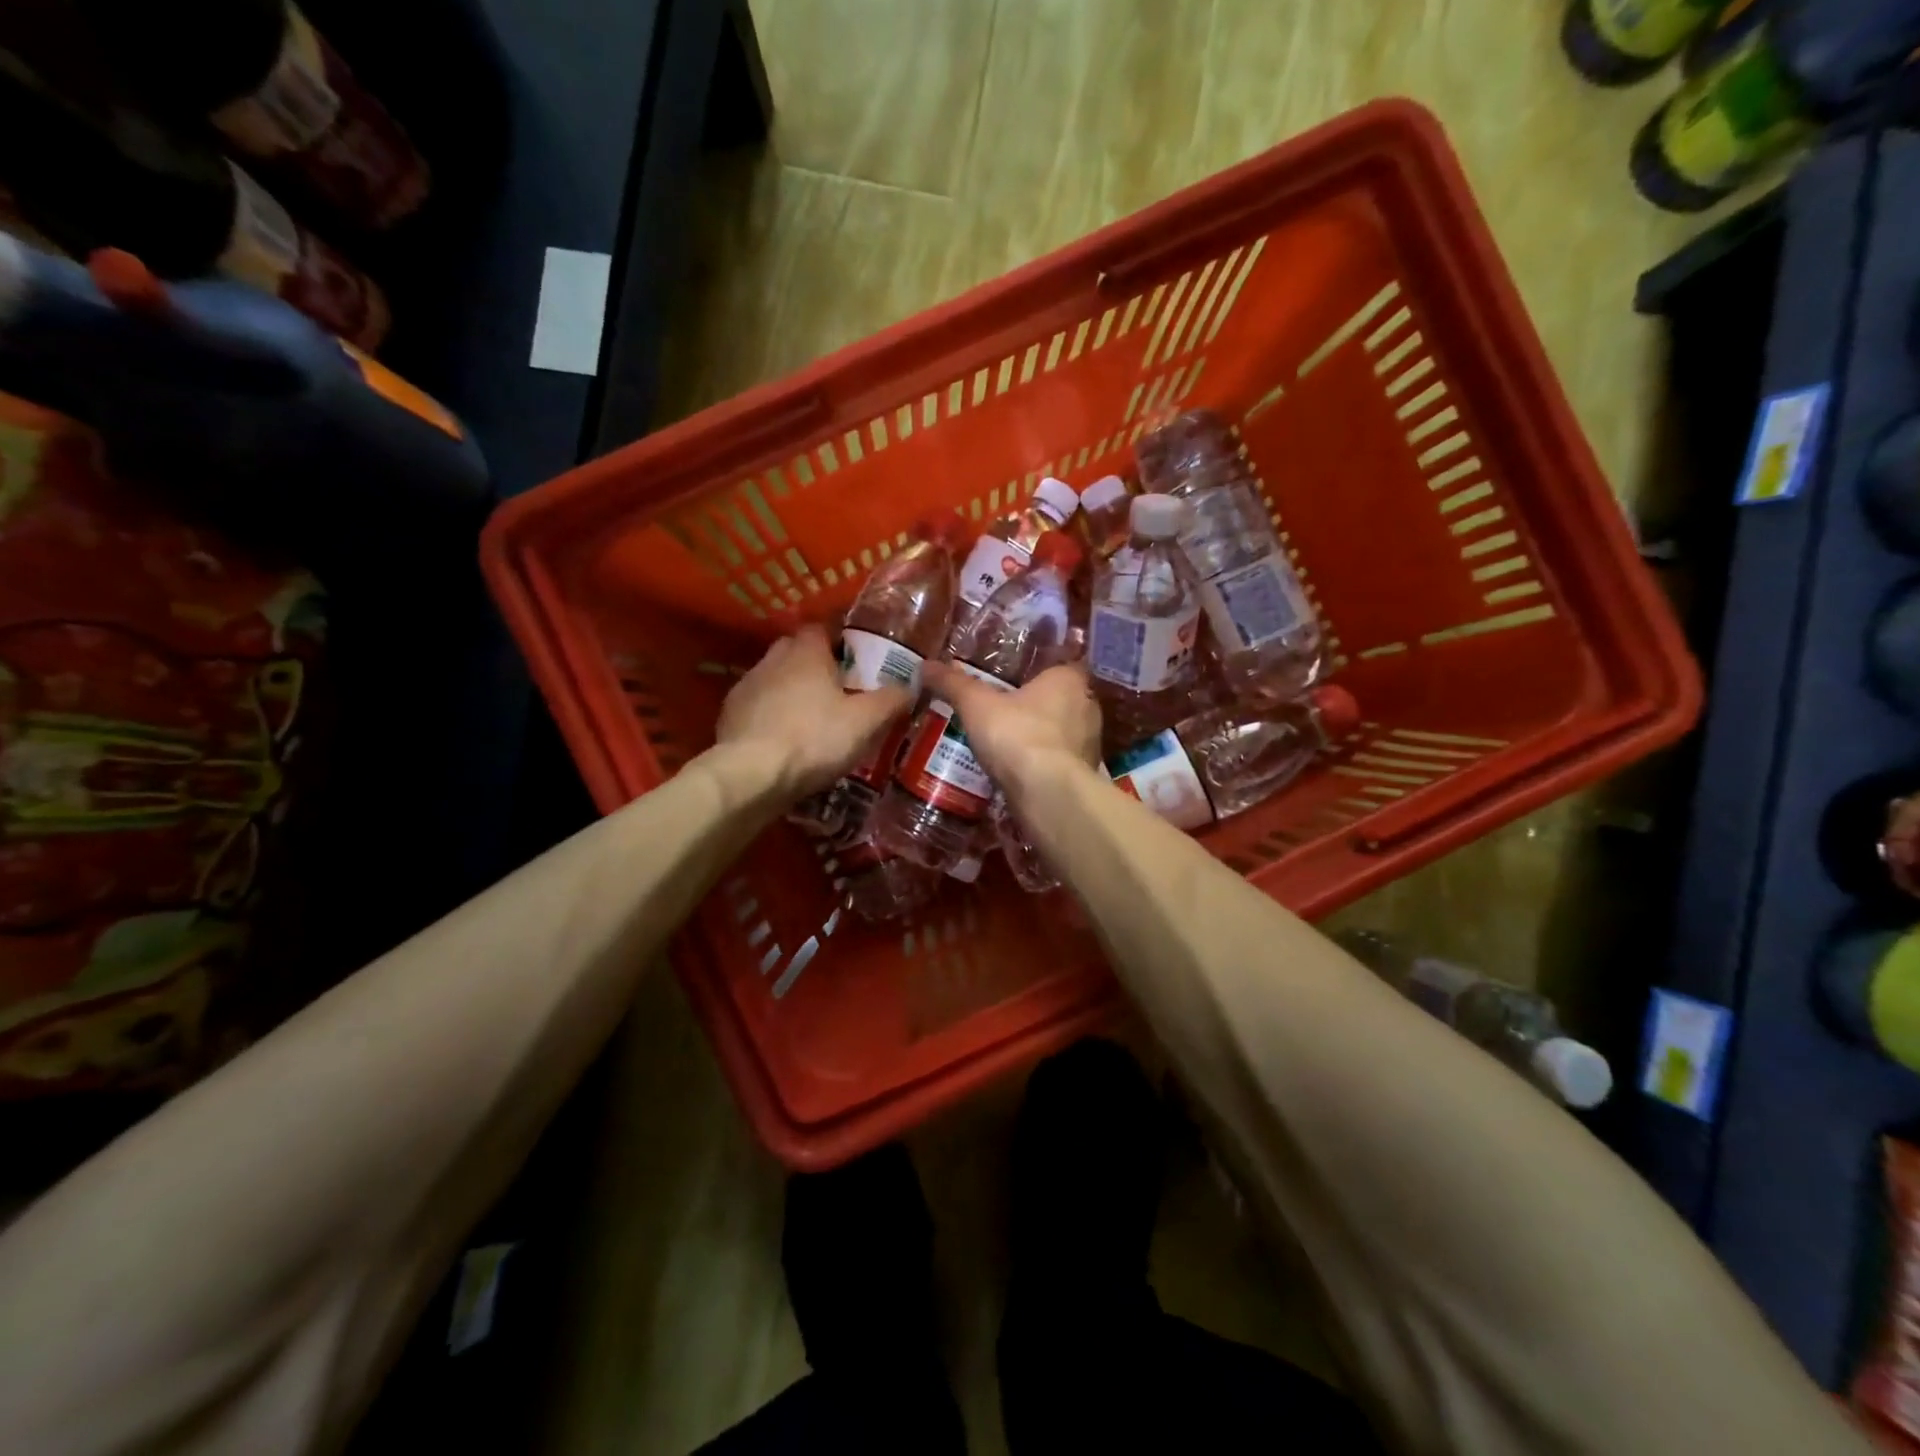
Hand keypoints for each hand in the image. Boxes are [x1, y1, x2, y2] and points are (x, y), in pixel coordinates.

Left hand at [716, 624, 911, 798]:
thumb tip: (911, 686)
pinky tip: (786, 740)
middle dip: (815, 664)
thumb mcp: (865, 722)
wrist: (751, 775)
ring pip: (775, 679)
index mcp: (805, 652)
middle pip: (796, 651)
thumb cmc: (814, 739)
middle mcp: (772, 660)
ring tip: (813, 718)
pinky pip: (758, 707)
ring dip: (792, 691)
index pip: (821, 628)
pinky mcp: (729, 716)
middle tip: (838, 689)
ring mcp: (746, 687)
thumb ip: (891, 700)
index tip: (856, 659)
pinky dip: (772, 716)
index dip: (839, 640)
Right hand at [922, 660, 1101, 792]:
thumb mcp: (976, 705)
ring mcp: (1089, 744)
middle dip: (1037, 705)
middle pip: (1061, 700)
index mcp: (1069, 680)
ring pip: (1062, 733)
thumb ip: (953, 684)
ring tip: (1008, 742)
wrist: (1048, 794)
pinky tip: (1019, 771)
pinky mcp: (1083, 776)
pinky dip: (1043, 764)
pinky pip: (1059, 762)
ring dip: (1041, 737)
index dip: (1039, 671)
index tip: (1015, 679)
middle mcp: (1087, 707)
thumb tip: (923, 666)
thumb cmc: (1017, 735)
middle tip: (1005, 709)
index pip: (1060, 665)